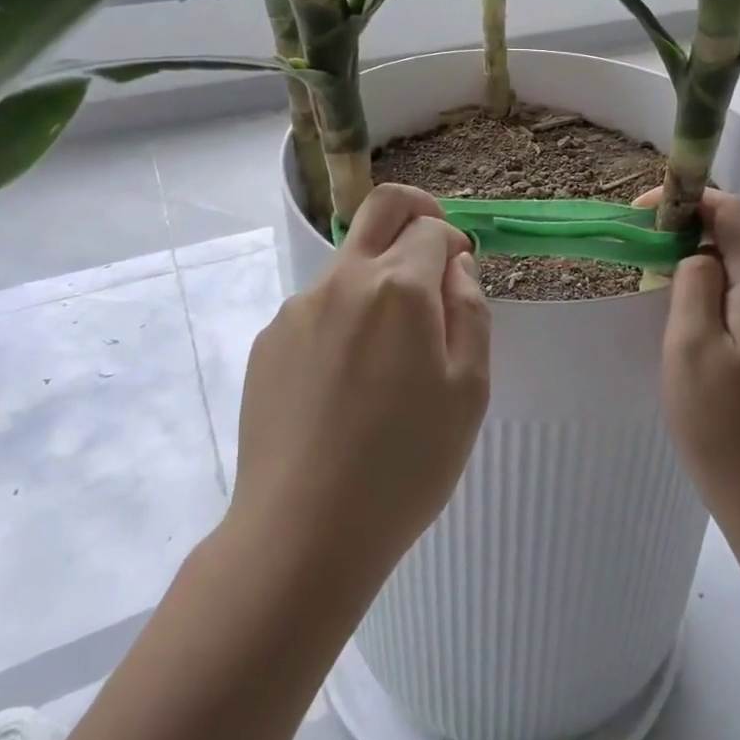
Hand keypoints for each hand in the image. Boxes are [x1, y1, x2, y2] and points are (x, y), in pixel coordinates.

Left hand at [233, 184, 490, 582]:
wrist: (303, 532)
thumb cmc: (405, 464)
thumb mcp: (469, 390)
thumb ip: (470, 311)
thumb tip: (455, 267)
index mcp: (399, 287)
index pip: (432, 228)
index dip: (454, 242)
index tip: (461, 276)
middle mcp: (343, 281)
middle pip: (380, 208)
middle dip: (414, 211)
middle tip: (433, 248)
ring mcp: (298, 309)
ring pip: (349, 265)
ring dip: (378, 280)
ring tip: (388, 357)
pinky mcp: (268, 342)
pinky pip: (318, 309)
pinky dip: (344, 319)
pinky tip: (347, 384)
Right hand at [646, 188, 739, 525]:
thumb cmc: (722, 423)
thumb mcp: (689, 345)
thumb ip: (693, 281)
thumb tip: (698, 253)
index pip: (733, 211)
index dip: (688, 201)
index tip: (641, 214)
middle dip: (707, 218)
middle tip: (661, 242)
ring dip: (720, 245)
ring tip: (674, 271)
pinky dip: (732, 272)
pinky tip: (703, 303)